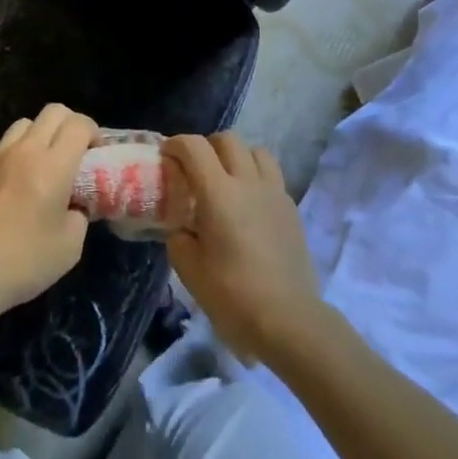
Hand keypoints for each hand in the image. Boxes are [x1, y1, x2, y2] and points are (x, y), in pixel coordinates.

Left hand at [0, 104, 93, 324]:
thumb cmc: (26, 260)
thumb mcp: (71, 245)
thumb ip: (79, 214)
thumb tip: (75, 205)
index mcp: (53, 165)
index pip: (79, 124)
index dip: (93, 132)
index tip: (95, 154)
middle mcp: (24, 150)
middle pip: (53, 112)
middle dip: (69, 125)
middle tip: (73, 153)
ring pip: (23, 124)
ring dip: (38, 137)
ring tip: (40, 164)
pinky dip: (12, 156)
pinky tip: (10, 184)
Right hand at [165, 133, 323, 366]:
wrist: (288, 319)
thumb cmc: (232, 294)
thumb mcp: (189, 269)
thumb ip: (179, 238)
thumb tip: (182, 228)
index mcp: (219, 193)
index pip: (194, 147)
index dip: (176, 144)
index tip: (166, 155)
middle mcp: (248, 182)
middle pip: (227, 140)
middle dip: (207, 146)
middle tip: (195, 168)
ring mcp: (275, 193)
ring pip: (256, 151)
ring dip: (237, 156)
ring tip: (226, 179)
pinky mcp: (291, 208)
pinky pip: (272, 176)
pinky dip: (256, 177)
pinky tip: (248, 205)